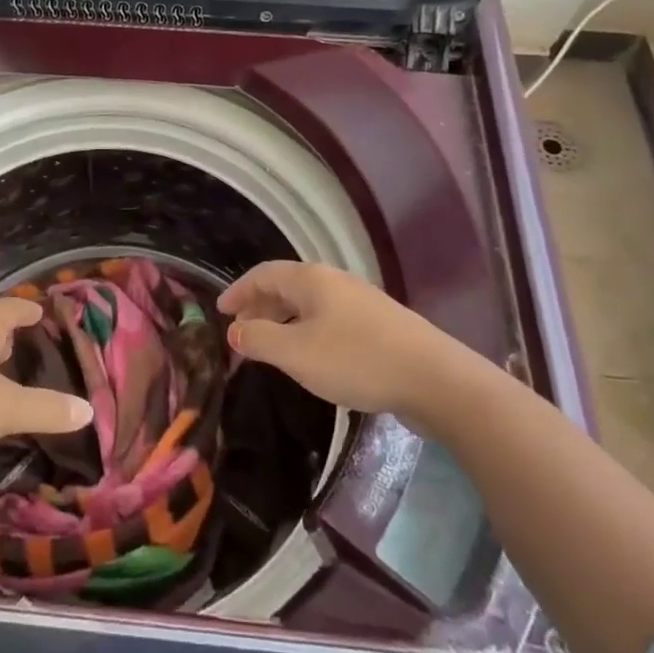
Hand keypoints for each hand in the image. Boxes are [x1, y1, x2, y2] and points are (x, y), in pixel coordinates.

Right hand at [217, 260, 460, 414]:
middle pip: (286, 287)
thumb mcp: (296, 353)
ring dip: (282, 322)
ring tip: (269, 348)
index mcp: (310, 279)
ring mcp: (359, 302)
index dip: (238, 291)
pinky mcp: (378, 325)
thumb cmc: (356, 359)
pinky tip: (310, 356)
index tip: (219, 311)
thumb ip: (259, 339)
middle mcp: (334, 281)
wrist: (433, 378)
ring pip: (308, 305)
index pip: (263, 274)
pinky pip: (328, 320)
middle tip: (239, 334)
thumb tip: (234, 331)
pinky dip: (306, 331)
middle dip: (259, 308)